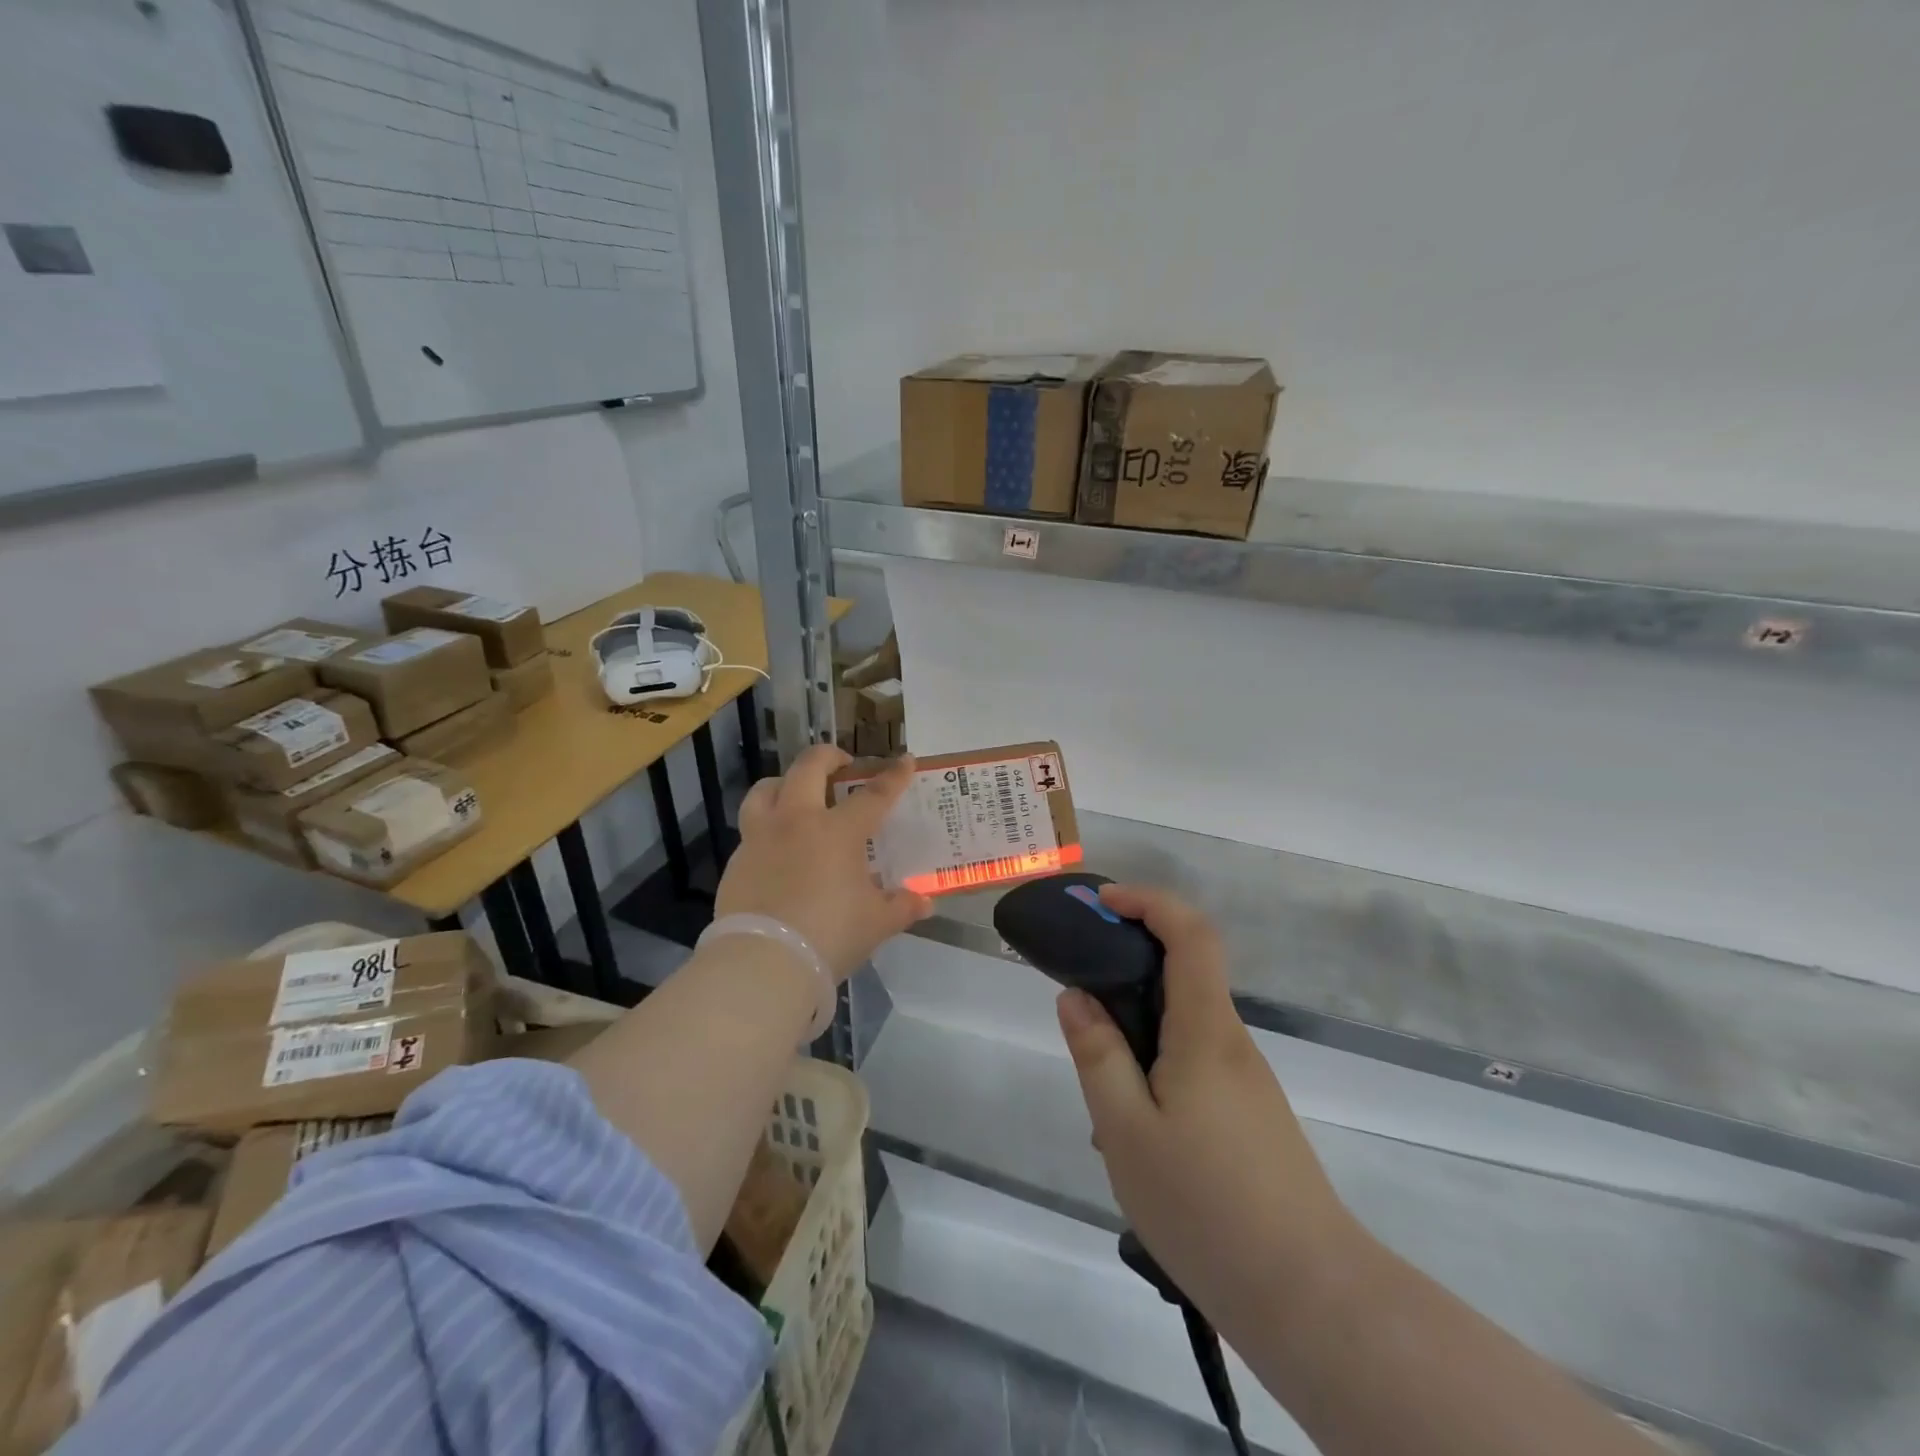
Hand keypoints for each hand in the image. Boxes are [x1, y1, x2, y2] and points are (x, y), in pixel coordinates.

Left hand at [714, 744, 931, 980]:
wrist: (764, 962)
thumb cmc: (830, 935)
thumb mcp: (876, 923)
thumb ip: (901, 907)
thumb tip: (924, 902)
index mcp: (837, 831)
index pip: (873, 795)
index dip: (893, 776)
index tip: (905, 761)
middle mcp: (797, 822)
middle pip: (808, 768)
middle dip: (828, 756)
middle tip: (841, 764)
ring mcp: (760, 838)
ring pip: (766, 790)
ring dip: (784, 783)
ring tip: (795, 793)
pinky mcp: (737, 861)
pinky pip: (751, 831)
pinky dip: (767, 829)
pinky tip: (776, 850)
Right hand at [1056, 885, 1357, 1331]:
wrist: (1310, 1297)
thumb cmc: (1206, 1206)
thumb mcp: (1126, 1131)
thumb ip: (1098, 1055)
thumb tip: (1075, 996)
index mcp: (1205, 1030)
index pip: (1191, 934)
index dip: (1149, 902)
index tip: (1104, 904)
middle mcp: (1231, 1042)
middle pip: (1185, 972)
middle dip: (1129, 965)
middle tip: (1079, 998)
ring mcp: (1246, 1080)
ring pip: (1184, 1025)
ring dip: (1137, 1029)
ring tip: (1098, 1092)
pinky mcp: (1250, 1114)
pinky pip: (1194, 1063)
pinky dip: (1156, 1066)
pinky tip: (1134, 1131)